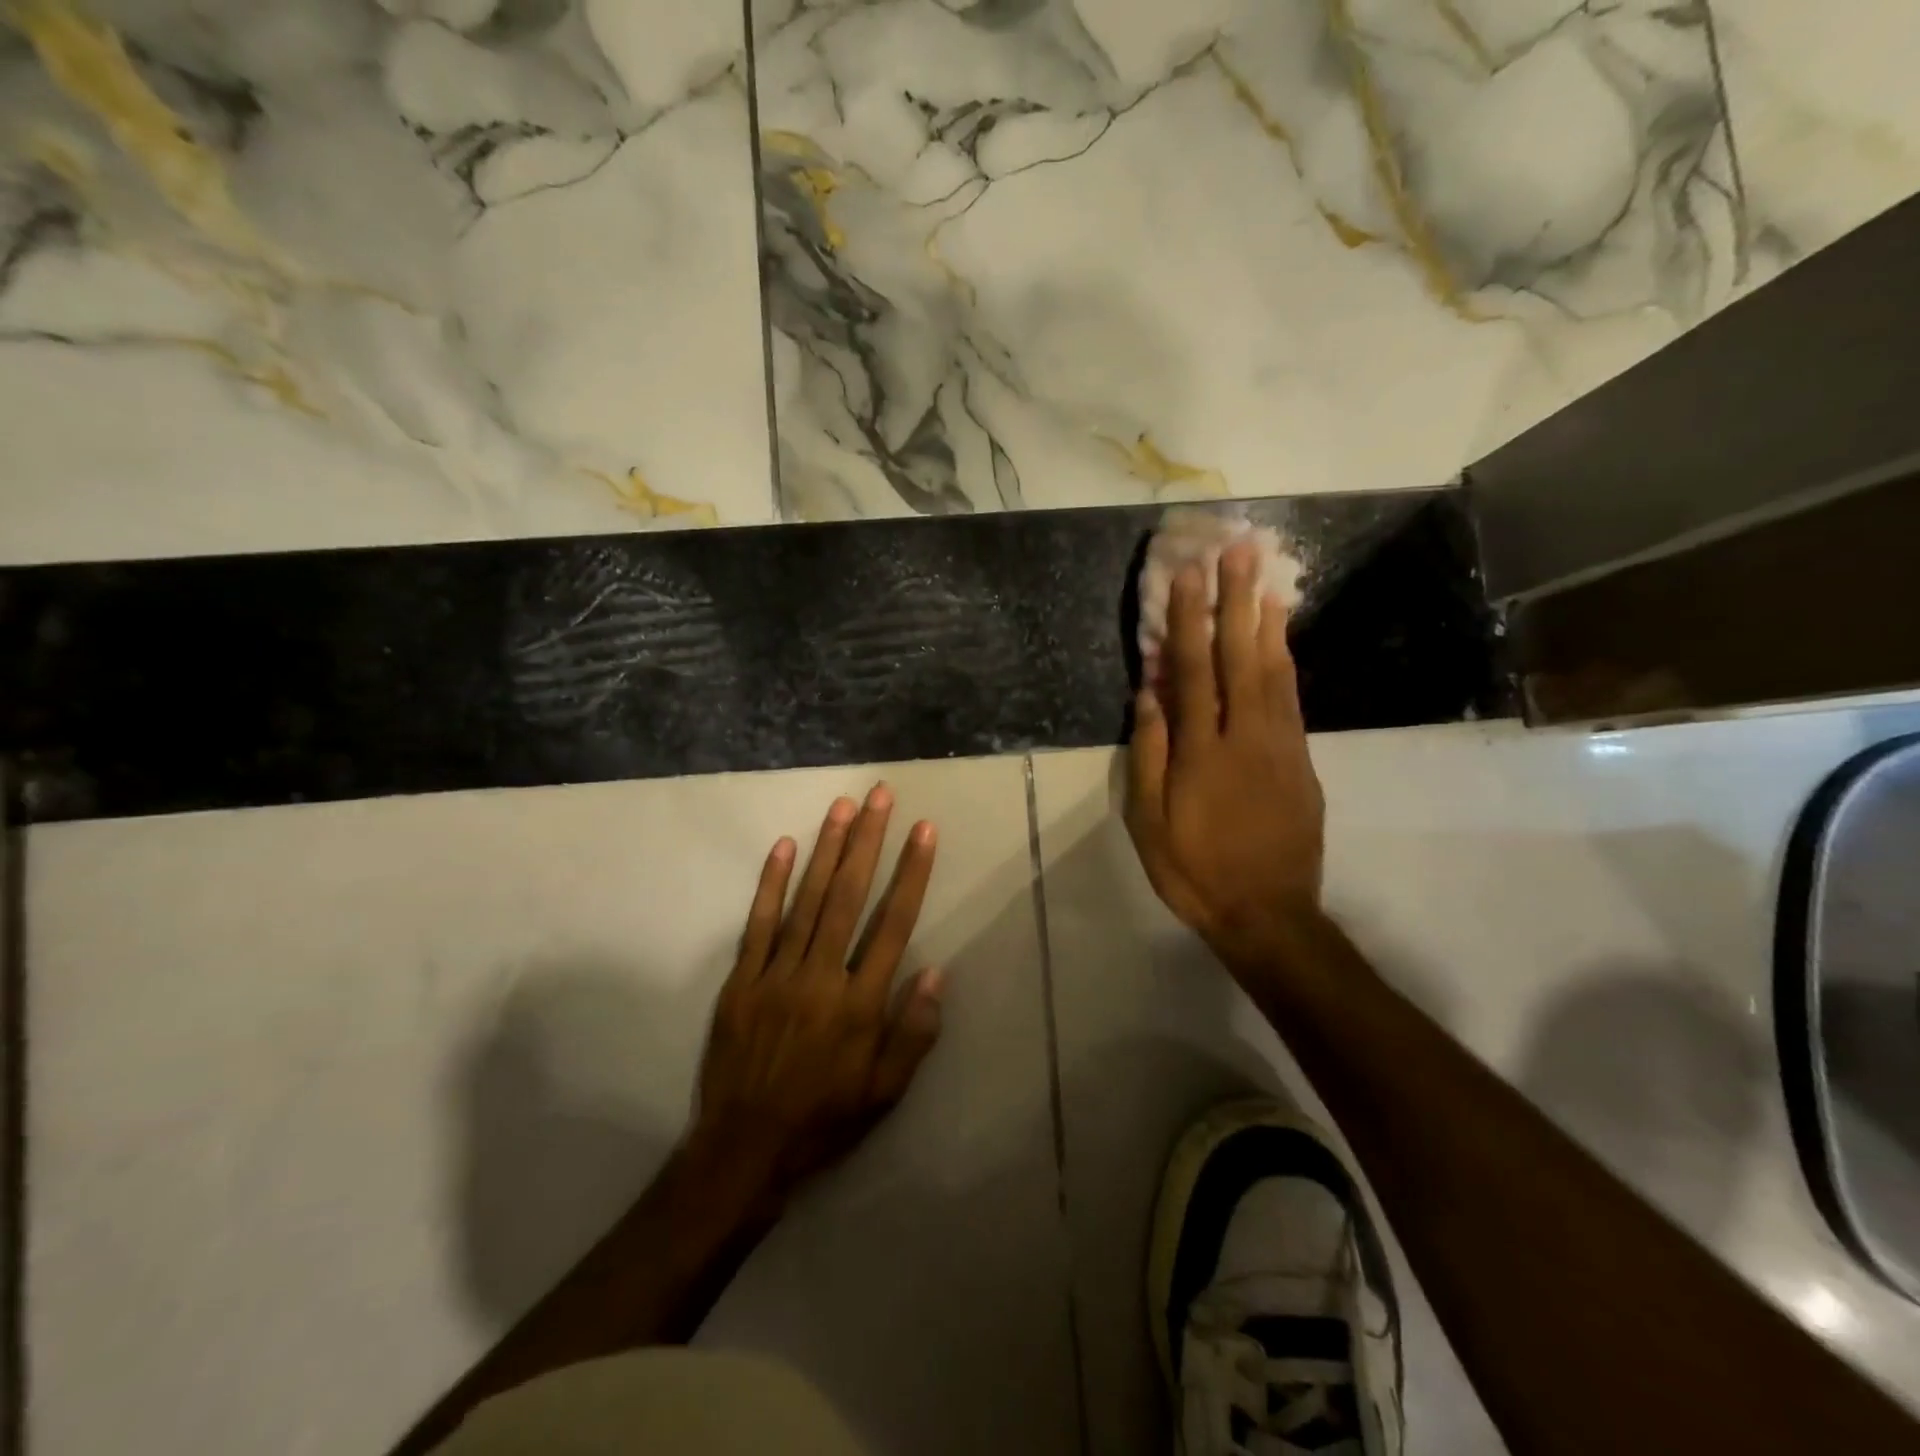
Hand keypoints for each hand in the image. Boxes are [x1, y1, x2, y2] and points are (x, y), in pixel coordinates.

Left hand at [690, 783, 943, 1209]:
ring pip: (807, 899)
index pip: (894, 923)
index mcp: (860, 1004)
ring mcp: (776, 974)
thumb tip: (934, 972)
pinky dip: (771, 883)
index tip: (923, 831)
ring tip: (843, 807)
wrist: (743, 1151)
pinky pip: (758, 923)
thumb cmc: (824, 1120)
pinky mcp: (742, 980)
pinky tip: (785, 847)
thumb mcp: (885, 1093)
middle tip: (880, 795)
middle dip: (868, 841)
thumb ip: (914, 1033)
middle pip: (850, 896)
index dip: (912, 873)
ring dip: (827, 849)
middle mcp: (820, 977)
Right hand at [1126, 539, 1325, 970]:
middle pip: (1240, 657)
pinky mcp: (1301, 760)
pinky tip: (1281, 637)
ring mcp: (1281, 746)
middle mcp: (1246, 736)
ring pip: (1275, 670)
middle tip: (1238, 550)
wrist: (1268, 913)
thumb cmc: (1195, 870)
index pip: (1193, 671)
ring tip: (1265, 577)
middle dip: (1235, 600)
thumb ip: (1149, 755)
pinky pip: (1292, 698)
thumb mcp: (1150, 822)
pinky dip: (1286, 660)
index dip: (1189, 621)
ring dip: (1267, 620)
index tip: (1187, 574)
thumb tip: (1147, 695)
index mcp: (1202, 752)